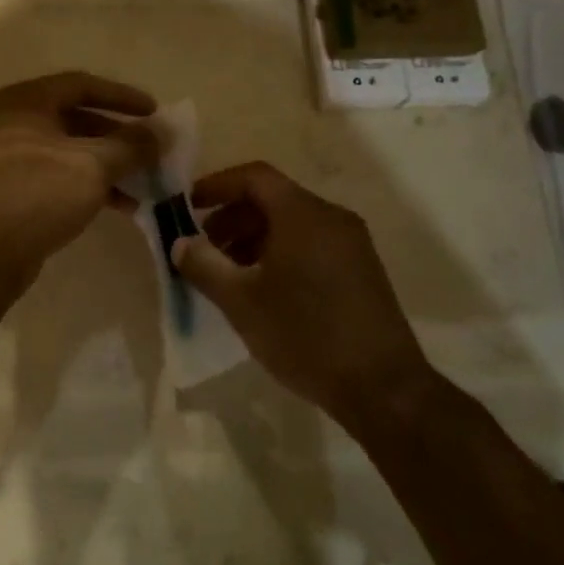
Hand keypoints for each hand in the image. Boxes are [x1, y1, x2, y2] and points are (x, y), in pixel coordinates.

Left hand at [0, 72, 157, 281]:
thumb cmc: (40, 193)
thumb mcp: (94, 164)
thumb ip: (132, 145)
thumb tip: (163, 132)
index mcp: (28, 102)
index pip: (84, 85)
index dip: (122, 97)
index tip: (155, 112)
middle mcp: (17, 122)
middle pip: (79, 118)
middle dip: (119, 136)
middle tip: (152, 150)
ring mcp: (14, 156)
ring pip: (73, 150)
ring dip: (110, 163)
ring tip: (145, 181)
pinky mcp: (18, 188)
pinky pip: (63, 175)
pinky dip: (93, 183)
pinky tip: (123, 204)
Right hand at [172, 162, 433, 416]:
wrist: (383, 388)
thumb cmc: (305, 335)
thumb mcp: (241, 302)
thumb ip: (204, 266)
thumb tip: (180, 243)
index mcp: (303, 214)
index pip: (254, 176)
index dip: (217, 185)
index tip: (188, 206)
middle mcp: (331, 218)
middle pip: (273, 199)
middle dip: (232, 218)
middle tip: (202, 248)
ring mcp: (351, 244)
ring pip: (292, 224)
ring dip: (253, 238)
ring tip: (227, 274)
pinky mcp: (361, 270)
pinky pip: (311, 244)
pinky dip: (279, 253)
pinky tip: (263, 290)